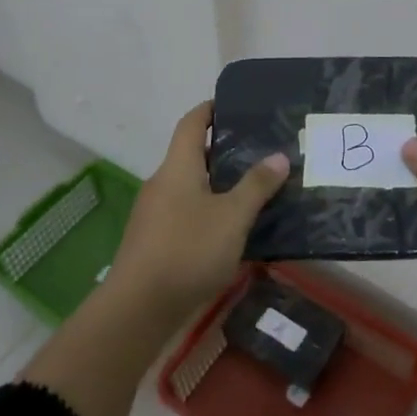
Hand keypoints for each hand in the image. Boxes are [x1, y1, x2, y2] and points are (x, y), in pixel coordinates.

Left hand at [110, 101, 288, 319]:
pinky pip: (186, 212)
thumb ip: (256, 185)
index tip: (236, 105)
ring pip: (191, 186)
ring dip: (219, 184)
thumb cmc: (187, 250)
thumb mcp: (232, 217)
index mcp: (178, 166)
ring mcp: (155, 214)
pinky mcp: (154, 241)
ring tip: (254, 189)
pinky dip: (209, 211)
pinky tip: (232, 228)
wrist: (137, 310)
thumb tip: (279, 156)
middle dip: (224, 151)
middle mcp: (162, 182)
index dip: (211, 109)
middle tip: (260, 151)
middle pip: (192, 154)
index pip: (192, 122)